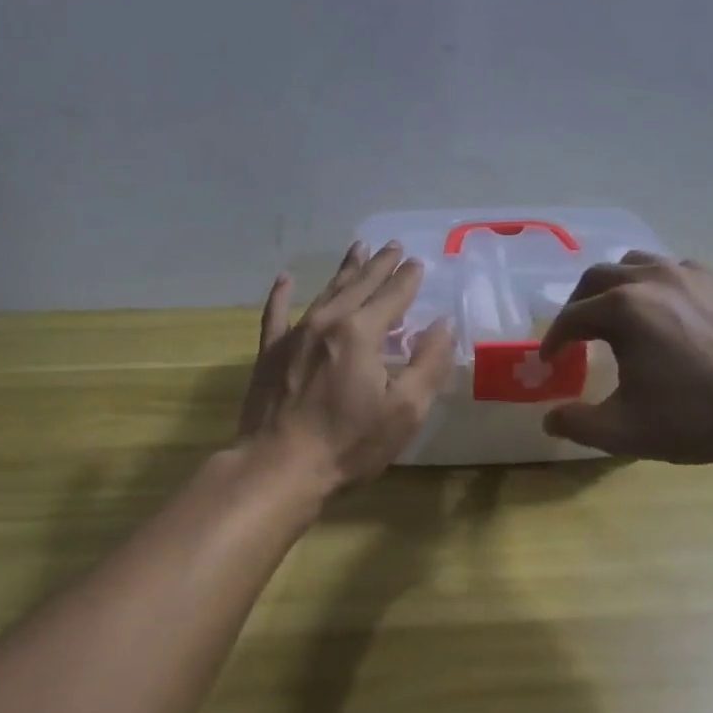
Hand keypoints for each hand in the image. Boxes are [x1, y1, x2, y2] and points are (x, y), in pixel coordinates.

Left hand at [239, 241, 454, 488]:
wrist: (279, 467)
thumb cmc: (349, 443)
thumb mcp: (405, 410)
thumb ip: (428, 363)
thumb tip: (442, 324)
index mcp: (361, 332)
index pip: (392, 296)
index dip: (407, 278)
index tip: (418, 262)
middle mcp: (327, 322)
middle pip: (359, 285)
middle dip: (379, 265)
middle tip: (393, 245)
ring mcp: (294, 335)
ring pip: (325, 292)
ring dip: (345, 271)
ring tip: (358, 249)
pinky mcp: (270, 353)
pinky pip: (276, 314)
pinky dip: (281, 294)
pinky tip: (285, 279)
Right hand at [538, 251, 712, 472]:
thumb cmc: (695, 418)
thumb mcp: (624, 431)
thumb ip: (577, 424)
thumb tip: (549, 419)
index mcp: (623, 309)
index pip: (572, 317)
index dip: (553, 341)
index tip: (548, 362)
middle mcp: (651, 278)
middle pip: (596, 278)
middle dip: (577, 305)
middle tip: (574, 335)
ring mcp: (688, 274)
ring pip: (634, 264)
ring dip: (613, 287)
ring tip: (613, 316)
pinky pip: (670, 270)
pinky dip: (651, 285)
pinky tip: (661, 313)